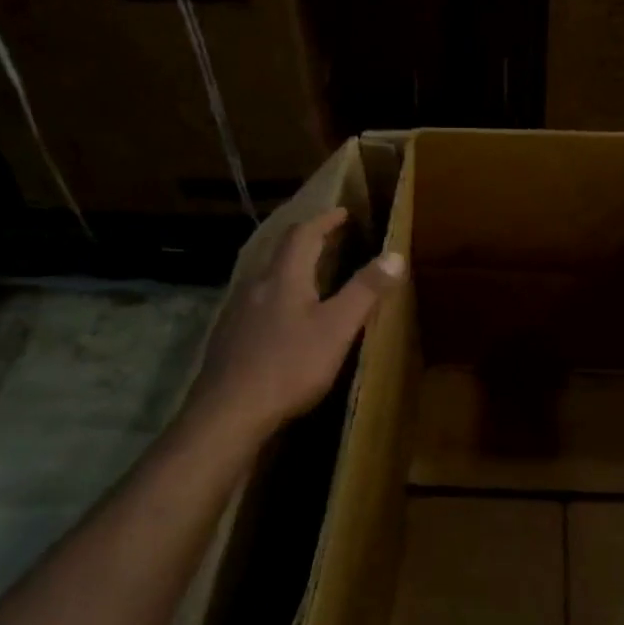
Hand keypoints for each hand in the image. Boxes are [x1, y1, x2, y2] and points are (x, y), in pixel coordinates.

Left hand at [189, 207, 403, 439]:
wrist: (228, 412)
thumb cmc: (289, 366)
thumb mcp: (337, 328)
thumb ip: (365, 290)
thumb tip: (395, 254)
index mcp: (284, 277)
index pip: (303, 234)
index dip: (324, 220)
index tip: (343, 212)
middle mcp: (256, 286)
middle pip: (281, 252)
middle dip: (307, 241)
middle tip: (331, 240)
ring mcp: (238, 312)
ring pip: (267, 278)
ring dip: (291, 269)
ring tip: (312, 276)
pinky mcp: (229, 337)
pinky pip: (257, 303)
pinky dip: (278, 296)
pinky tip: (284, 318)